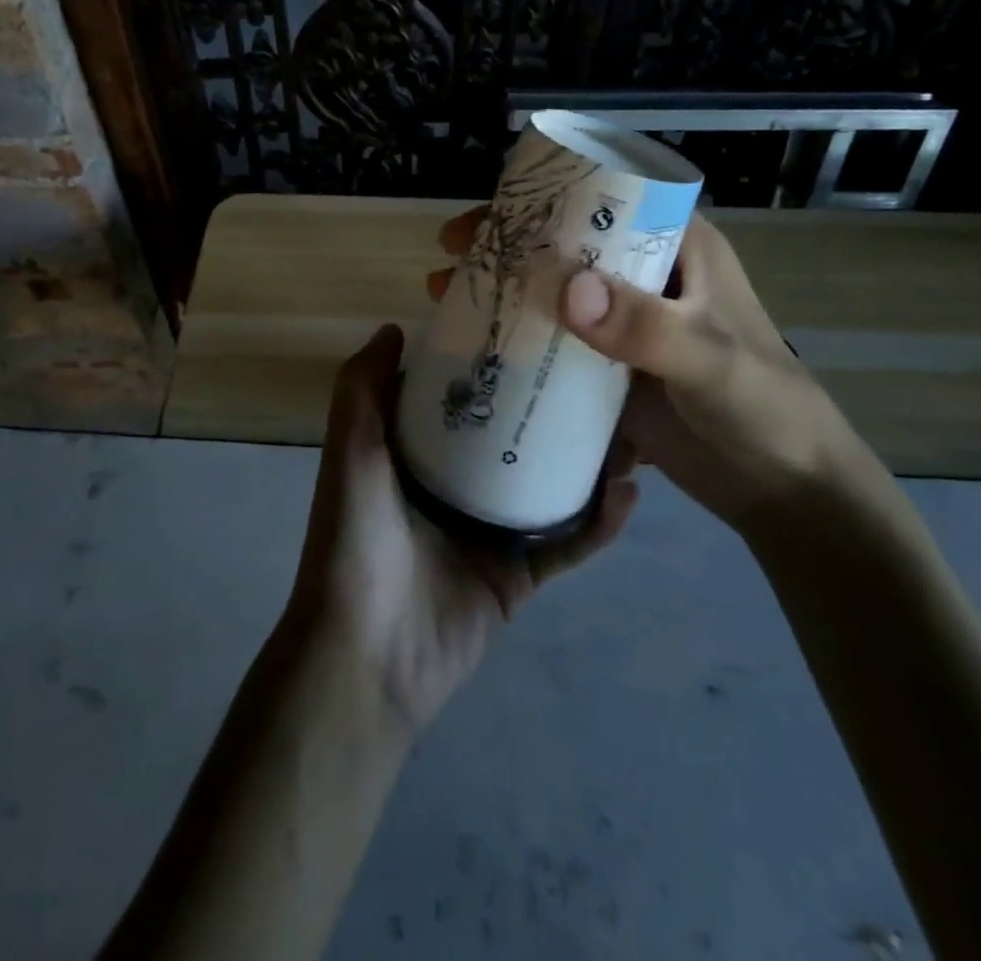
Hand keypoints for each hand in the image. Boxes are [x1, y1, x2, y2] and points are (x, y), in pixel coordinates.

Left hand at [287, 324, 637, 732]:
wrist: (367, 654)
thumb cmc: (357, 537)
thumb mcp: (352, 450)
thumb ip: (364, 387)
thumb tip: (394, 326)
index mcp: (416, 453)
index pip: (462, 396)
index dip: (493, 363)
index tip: (534, 326)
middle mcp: (454, 486)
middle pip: (513, 438)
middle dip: (551, 407)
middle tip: (598, 373)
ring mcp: (489, 532)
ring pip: (548, 486)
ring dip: (586, 461)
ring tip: (628, 426)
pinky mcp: (518, 576)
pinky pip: (566, 545)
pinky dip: (597, 524)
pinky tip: (627, 494)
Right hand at [432, 208, 885, 527]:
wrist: (784, 488)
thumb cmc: (764, 408)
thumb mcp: (710, 361)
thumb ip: (645, 327)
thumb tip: (564, 288)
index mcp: (677, 247)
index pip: (604, 201)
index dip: (544, 199)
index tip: (487, 215)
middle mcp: (645, 276)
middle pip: (566, 245)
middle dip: (507, 245)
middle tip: (450, 254)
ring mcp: (624, 324)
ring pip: (553, 293)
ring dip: (503, 291)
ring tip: (444, 294)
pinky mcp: (609, 368)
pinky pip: (554, 343)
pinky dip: (517, 340)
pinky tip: (475, 347)